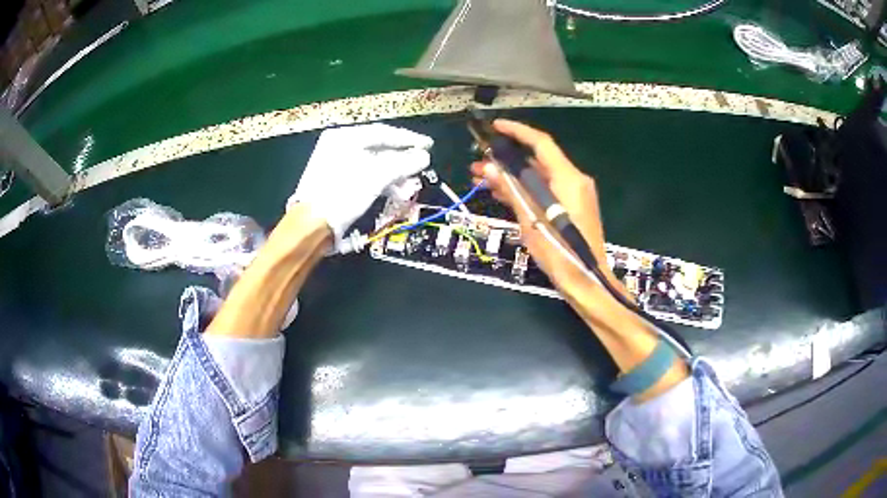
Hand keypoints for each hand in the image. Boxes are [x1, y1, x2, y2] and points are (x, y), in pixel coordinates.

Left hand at [289, 123, 432, 243]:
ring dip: (393, 174)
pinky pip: (364, 174)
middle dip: (402, 160)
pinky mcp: (336, 180)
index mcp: (345, 137)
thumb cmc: (342, 194)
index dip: (408, 139)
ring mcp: (336, 162)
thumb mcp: (377, 176)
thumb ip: (403, 163)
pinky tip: (394, 192)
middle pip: (378, 147)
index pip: (383, 132)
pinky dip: (380, 181)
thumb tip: (424, 156)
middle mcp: (339, 145)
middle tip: (421, 166)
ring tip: (409, 186)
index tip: (428, 145)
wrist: (312, 224)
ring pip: (372, 163)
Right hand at [470, 119, 618, 295]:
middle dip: (506, 160)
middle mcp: (574, 180)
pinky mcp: (571, 207)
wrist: (586, 281)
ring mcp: (574, 194)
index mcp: (568, 178)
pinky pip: (545, 190)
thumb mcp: (530, 220)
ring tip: (480, 179)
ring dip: (512, 176)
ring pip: (539, 177)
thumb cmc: (560, 252)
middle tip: (477, 163)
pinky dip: (525, 190)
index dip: (517, 131)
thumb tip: (489, 167)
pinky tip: (500, 193)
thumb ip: (511, 190)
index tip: (495, 126)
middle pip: (537, 161)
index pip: (541, 143)